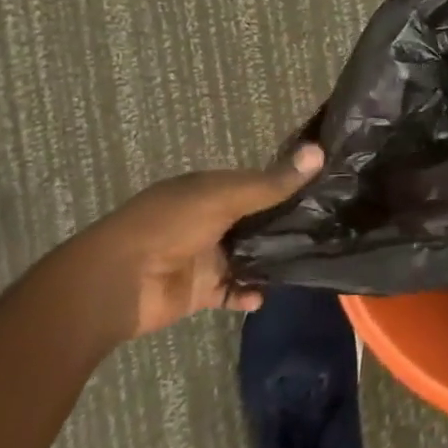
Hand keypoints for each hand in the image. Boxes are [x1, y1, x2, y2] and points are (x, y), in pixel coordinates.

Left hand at [37, 145, 323, 344]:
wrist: (118, 282)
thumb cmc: (169, 225)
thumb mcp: (225, 197)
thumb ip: (273, 182)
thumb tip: (320, 151)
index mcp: (210, 190)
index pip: (258, 183)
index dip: (288, 184)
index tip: (327, 188)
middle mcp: (210, 220)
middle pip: (257, 221)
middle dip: (286, 226)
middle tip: (330, 228)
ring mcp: (205, 256)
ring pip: (249, 257)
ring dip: (272, 261)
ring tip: (310, 261)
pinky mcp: (201, 290)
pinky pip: (232, 291)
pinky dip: (249, 293)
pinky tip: (266, 295)